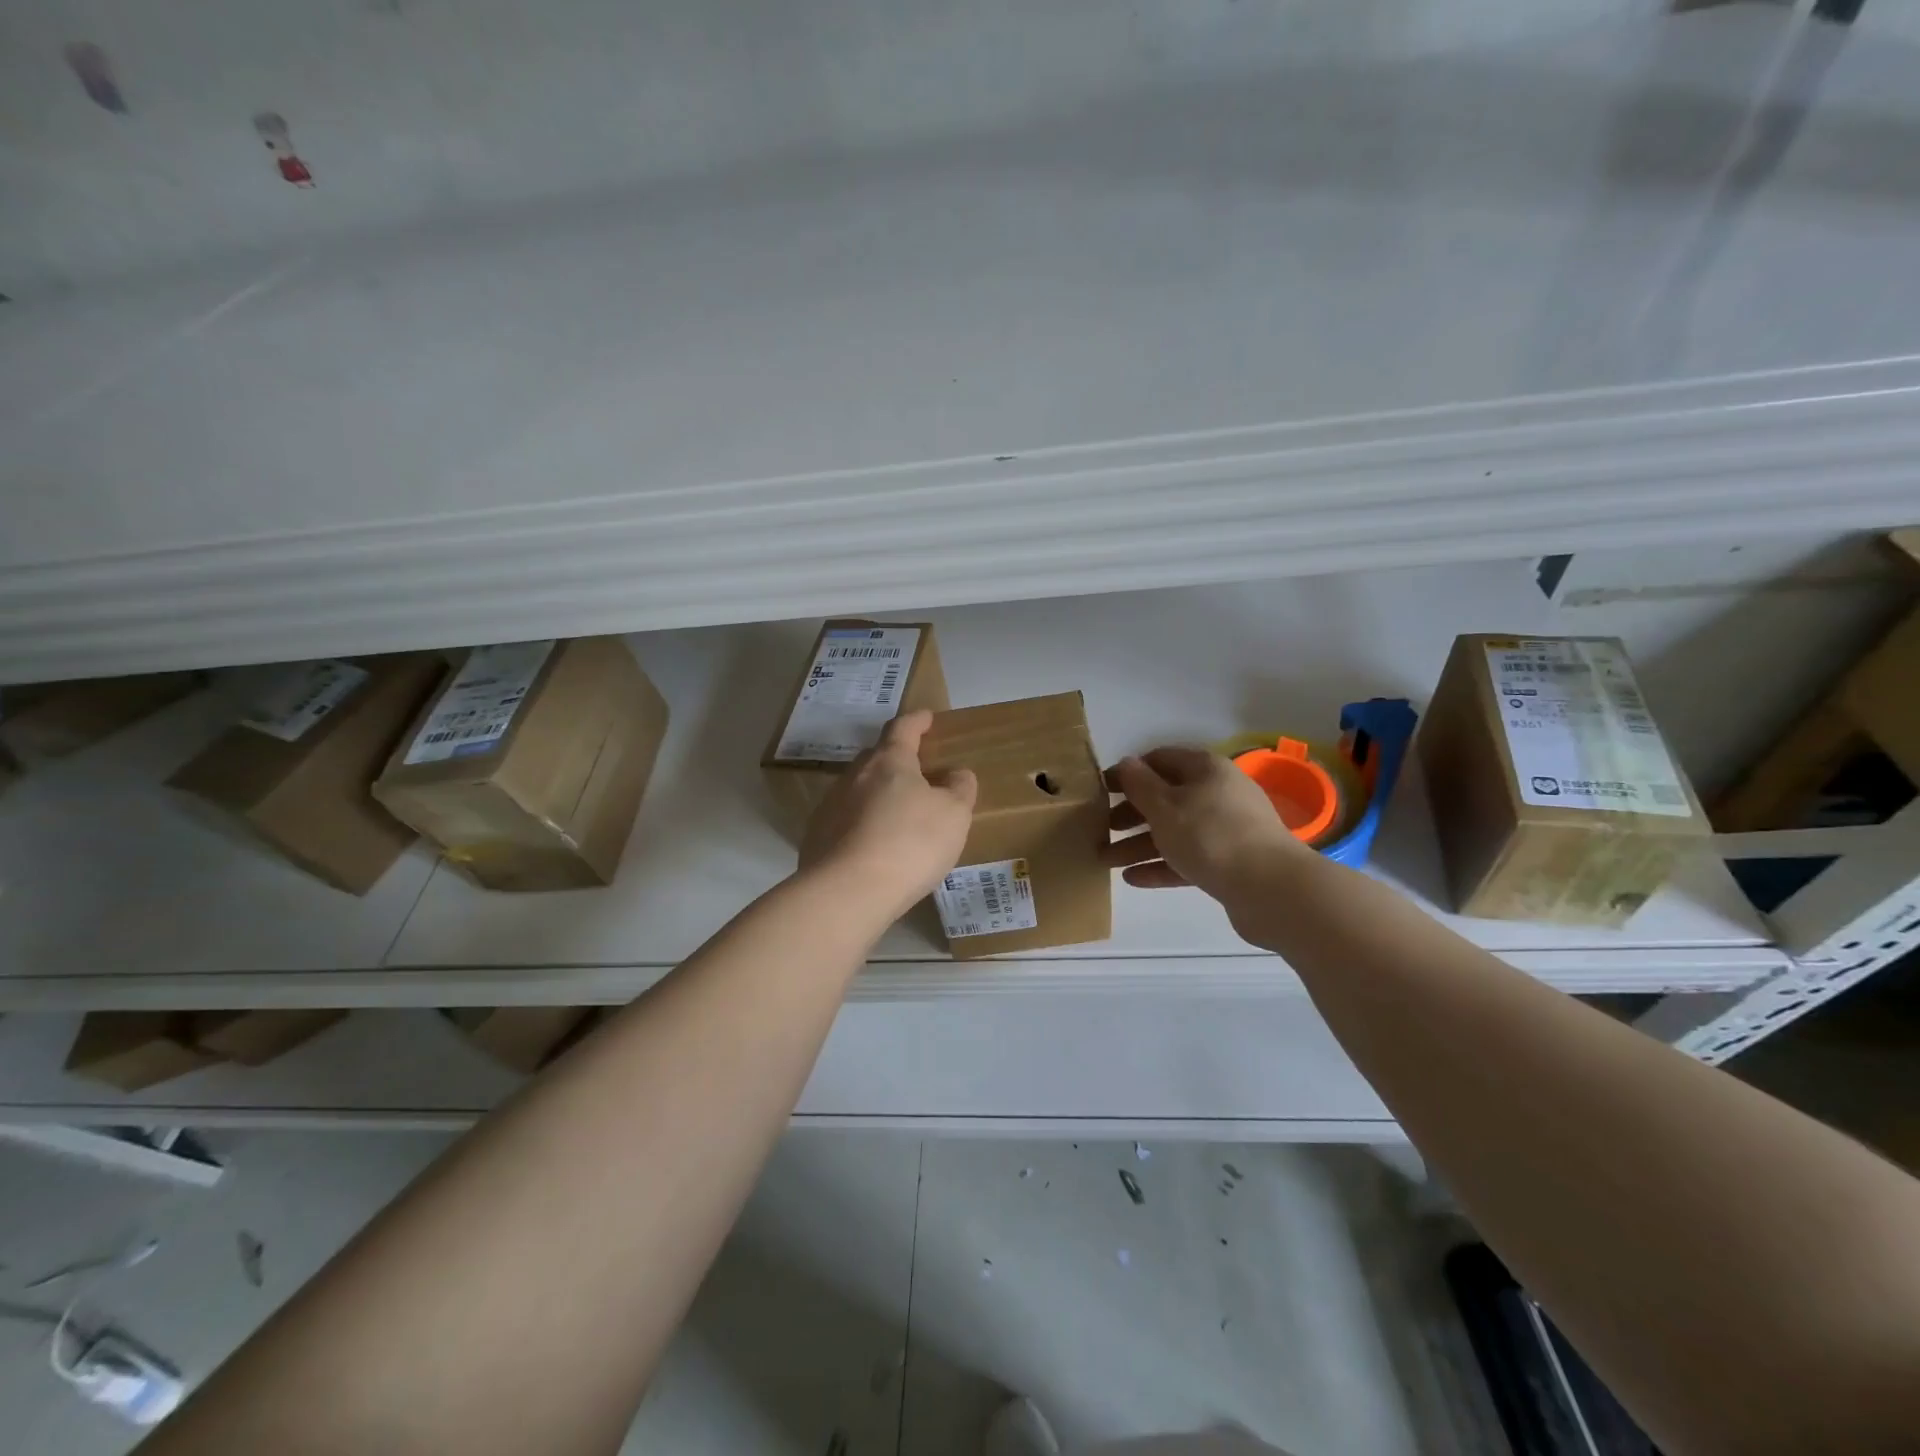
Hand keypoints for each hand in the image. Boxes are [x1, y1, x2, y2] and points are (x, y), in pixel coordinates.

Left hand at [800, 710, 977, 920]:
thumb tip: (956, 774)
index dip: (917, 721)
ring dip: (877, 794)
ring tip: (896, 814)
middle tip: (916, 771)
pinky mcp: (816, 838)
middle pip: (876, 758)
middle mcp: (854, 776)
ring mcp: (830, 806)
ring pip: (858, 790)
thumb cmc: (910, 844)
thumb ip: (959, 789)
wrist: (848, 892)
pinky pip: (845, 821)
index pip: (902, 729)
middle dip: (895, 759)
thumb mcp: (953, 815)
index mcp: (889, 762)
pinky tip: (873, 846)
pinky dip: (861, 824)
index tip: (927, 717)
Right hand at [1101, 746, 1311, 918]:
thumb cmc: (1210, 835)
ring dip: (1139, 845)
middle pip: (1165, 798)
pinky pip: (1188, 858)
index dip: (1128, 772)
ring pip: (1174, 831)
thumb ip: (1139, 784)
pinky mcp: (1230, 862)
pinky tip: (1133, 879)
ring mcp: (1227, 829)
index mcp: (1205, 769)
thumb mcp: (1164, 806)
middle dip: (1130, 814)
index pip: (1159, 759)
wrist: (1271, 889)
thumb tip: (1126, 763)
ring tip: (1106, 861)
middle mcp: (1218, 793)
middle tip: (1101, 829)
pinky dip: (1161, 866)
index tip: (1101, 790)